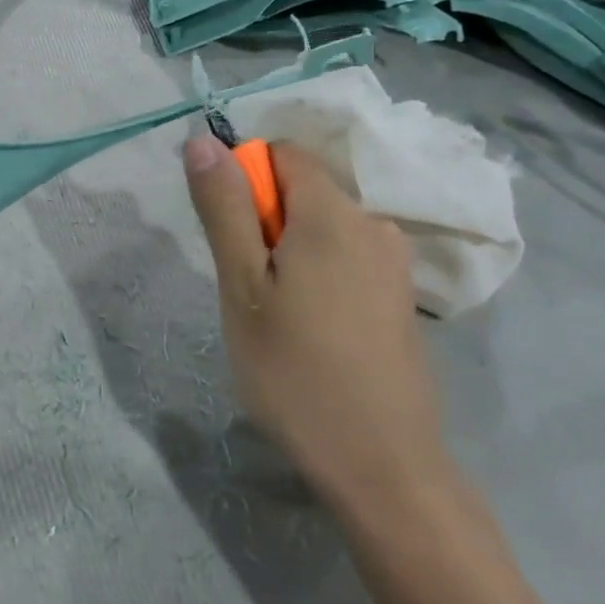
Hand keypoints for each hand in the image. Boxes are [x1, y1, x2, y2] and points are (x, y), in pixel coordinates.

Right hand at [183, 133, 450, 516]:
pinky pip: (347, 258)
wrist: (380, 463)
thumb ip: (224, 208)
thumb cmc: (295, 371)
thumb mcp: (241, 286)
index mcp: (333, 214)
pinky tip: (311, 330)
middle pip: (305, 191)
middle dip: (265, 222)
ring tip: (276, 315)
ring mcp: (394, 263)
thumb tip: (203, 140)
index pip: (283, 154)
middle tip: (246, 287)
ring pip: (324, 228)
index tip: (229, 236)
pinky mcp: (401, 297)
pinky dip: (318, 274)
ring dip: (289, 252)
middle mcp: (373, 224)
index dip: (245, 179)